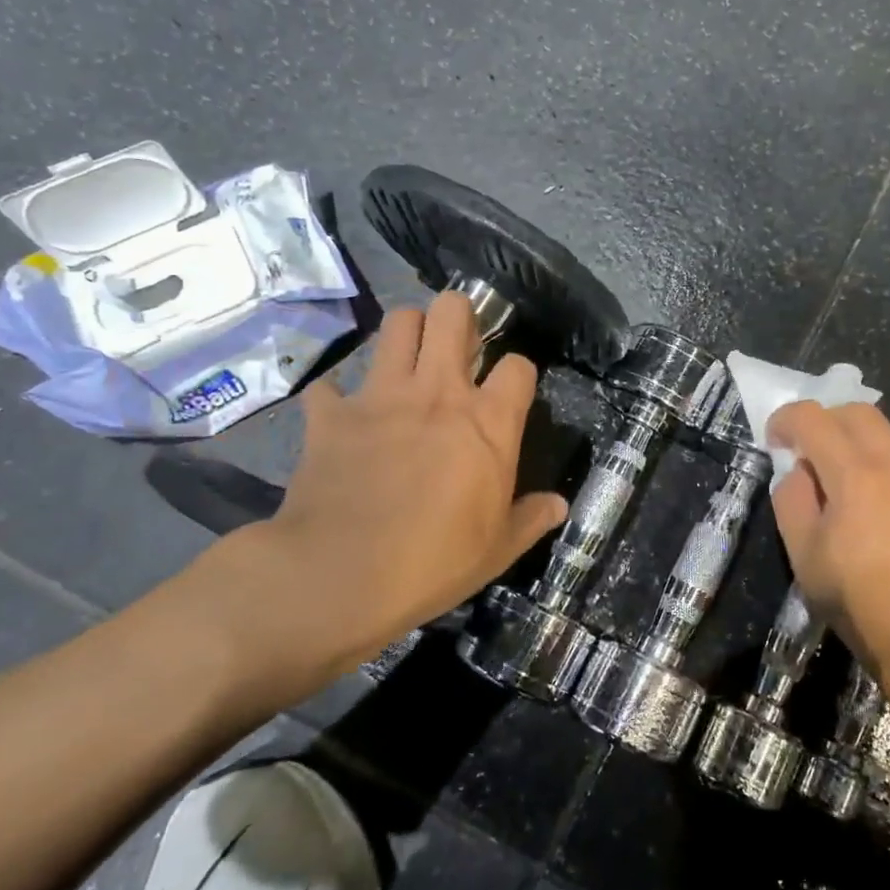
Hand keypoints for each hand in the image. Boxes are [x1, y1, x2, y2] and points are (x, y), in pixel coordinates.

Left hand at [185, 292, 566, 710]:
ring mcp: (380, 396)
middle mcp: (438, 392)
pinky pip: (329, 387)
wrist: (339, 576)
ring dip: (406, 334)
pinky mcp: (330, 415)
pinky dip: (336, 397)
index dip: (519, 373)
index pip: (519, 365)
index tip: (511, 394)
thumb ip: (532, 518)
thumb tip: (559, 505)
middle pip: (452, 313)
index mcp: (487, 422)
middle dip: (459, 316)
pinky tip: (341, 416)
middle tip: (457, 346)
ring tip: (409, 361)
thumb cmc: (435, 562)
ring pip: (397, 324)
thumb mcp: (498, 550)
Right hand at [768, 401, 889, 700]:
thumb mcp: (804, 554)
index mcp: (854, 474)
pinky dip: (870, 458)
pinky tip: (860, 497)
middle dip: (821, 418)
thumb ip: (791, 500)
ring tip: (829, 475)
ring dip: (848, 437)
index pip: (814, 418)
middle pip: (855, 410)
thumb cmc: (858, 600)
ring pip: (881, 431)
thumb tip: (796, 471)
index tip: (772, 441)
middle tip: (801, 449)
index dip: (785, 420)